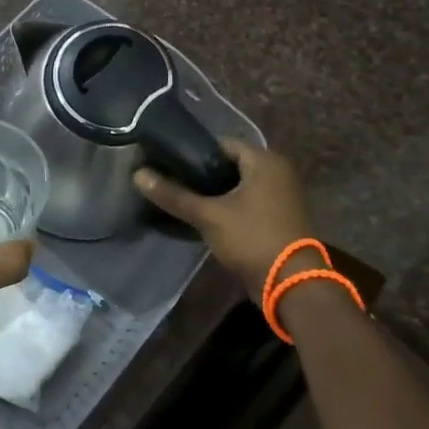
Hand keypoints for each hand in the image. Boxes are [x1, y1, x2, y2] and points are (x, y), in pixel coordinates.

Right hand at [134, 140, 321, 302]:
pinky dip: (226, 207)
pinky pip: (246, 203)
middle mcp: (277, 172)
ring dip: (213, 193)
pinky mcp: (278, 218)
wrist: (291, 284)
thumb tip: (137, 175)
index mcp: (266, 161)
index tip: (166, 161)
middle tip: (170, 181)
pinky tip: (202, 216)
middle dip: (200, 174)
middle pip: (229, 165)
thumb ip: (174, 194)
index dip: (192, 152)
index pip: (221, 144)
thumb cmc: (252, 238)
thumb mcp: (208, 215)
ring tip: (181, 199)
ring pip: (237, 186)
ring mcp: (280, 196)